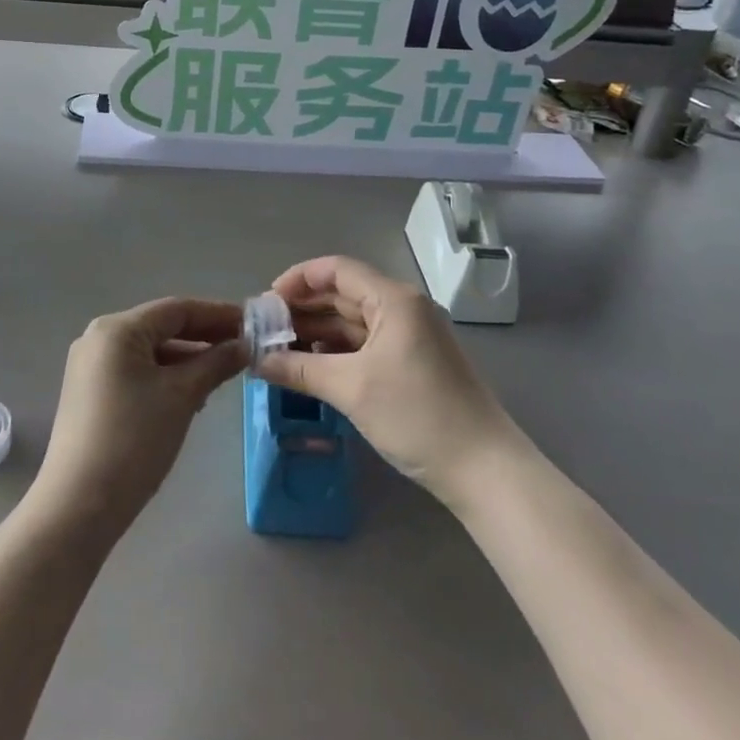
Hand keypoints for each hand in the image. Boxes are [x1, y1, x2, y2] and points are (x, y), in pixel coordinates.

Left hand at [30, 299, 247, 536]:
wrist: (78, 506)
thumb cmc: (133, 441)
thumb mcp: (182, 397)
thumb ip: (215, 363)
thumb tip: (244, 345)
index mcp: (117, 328)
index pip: (177, 309)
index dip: (217, 314)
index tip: (252, 323)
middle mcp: (99, 338)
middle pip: (161, 327)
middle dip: (204, 336)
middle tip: (244, 347)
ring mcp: (90, 366)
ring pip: (150, 351)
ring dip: (187, 358)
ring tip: (224, 372)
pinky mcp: (89, 393)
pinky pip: (136, 371)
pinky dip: (165, 375)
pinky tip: (191, 394)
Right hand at [259, 256, 521, 504]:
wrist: (484, 470)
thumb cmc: (417, 416)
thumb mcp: (352, 389)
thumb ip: (299, 369)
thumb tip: (255, 360)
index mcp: (394, 299)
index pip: (337, 270)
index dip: (298, 279)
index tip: (266, 302)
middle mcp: (403, 308)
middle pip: (343, 294)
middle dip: (303, 308)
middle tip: (265, 329)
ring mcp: (410, 336)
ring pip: (353, 322)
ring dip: (317, 332)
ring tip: (279, 349)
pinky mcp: (412, 362)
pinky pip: (365, 344)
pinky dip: (337, 351)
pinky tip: (310, 366)